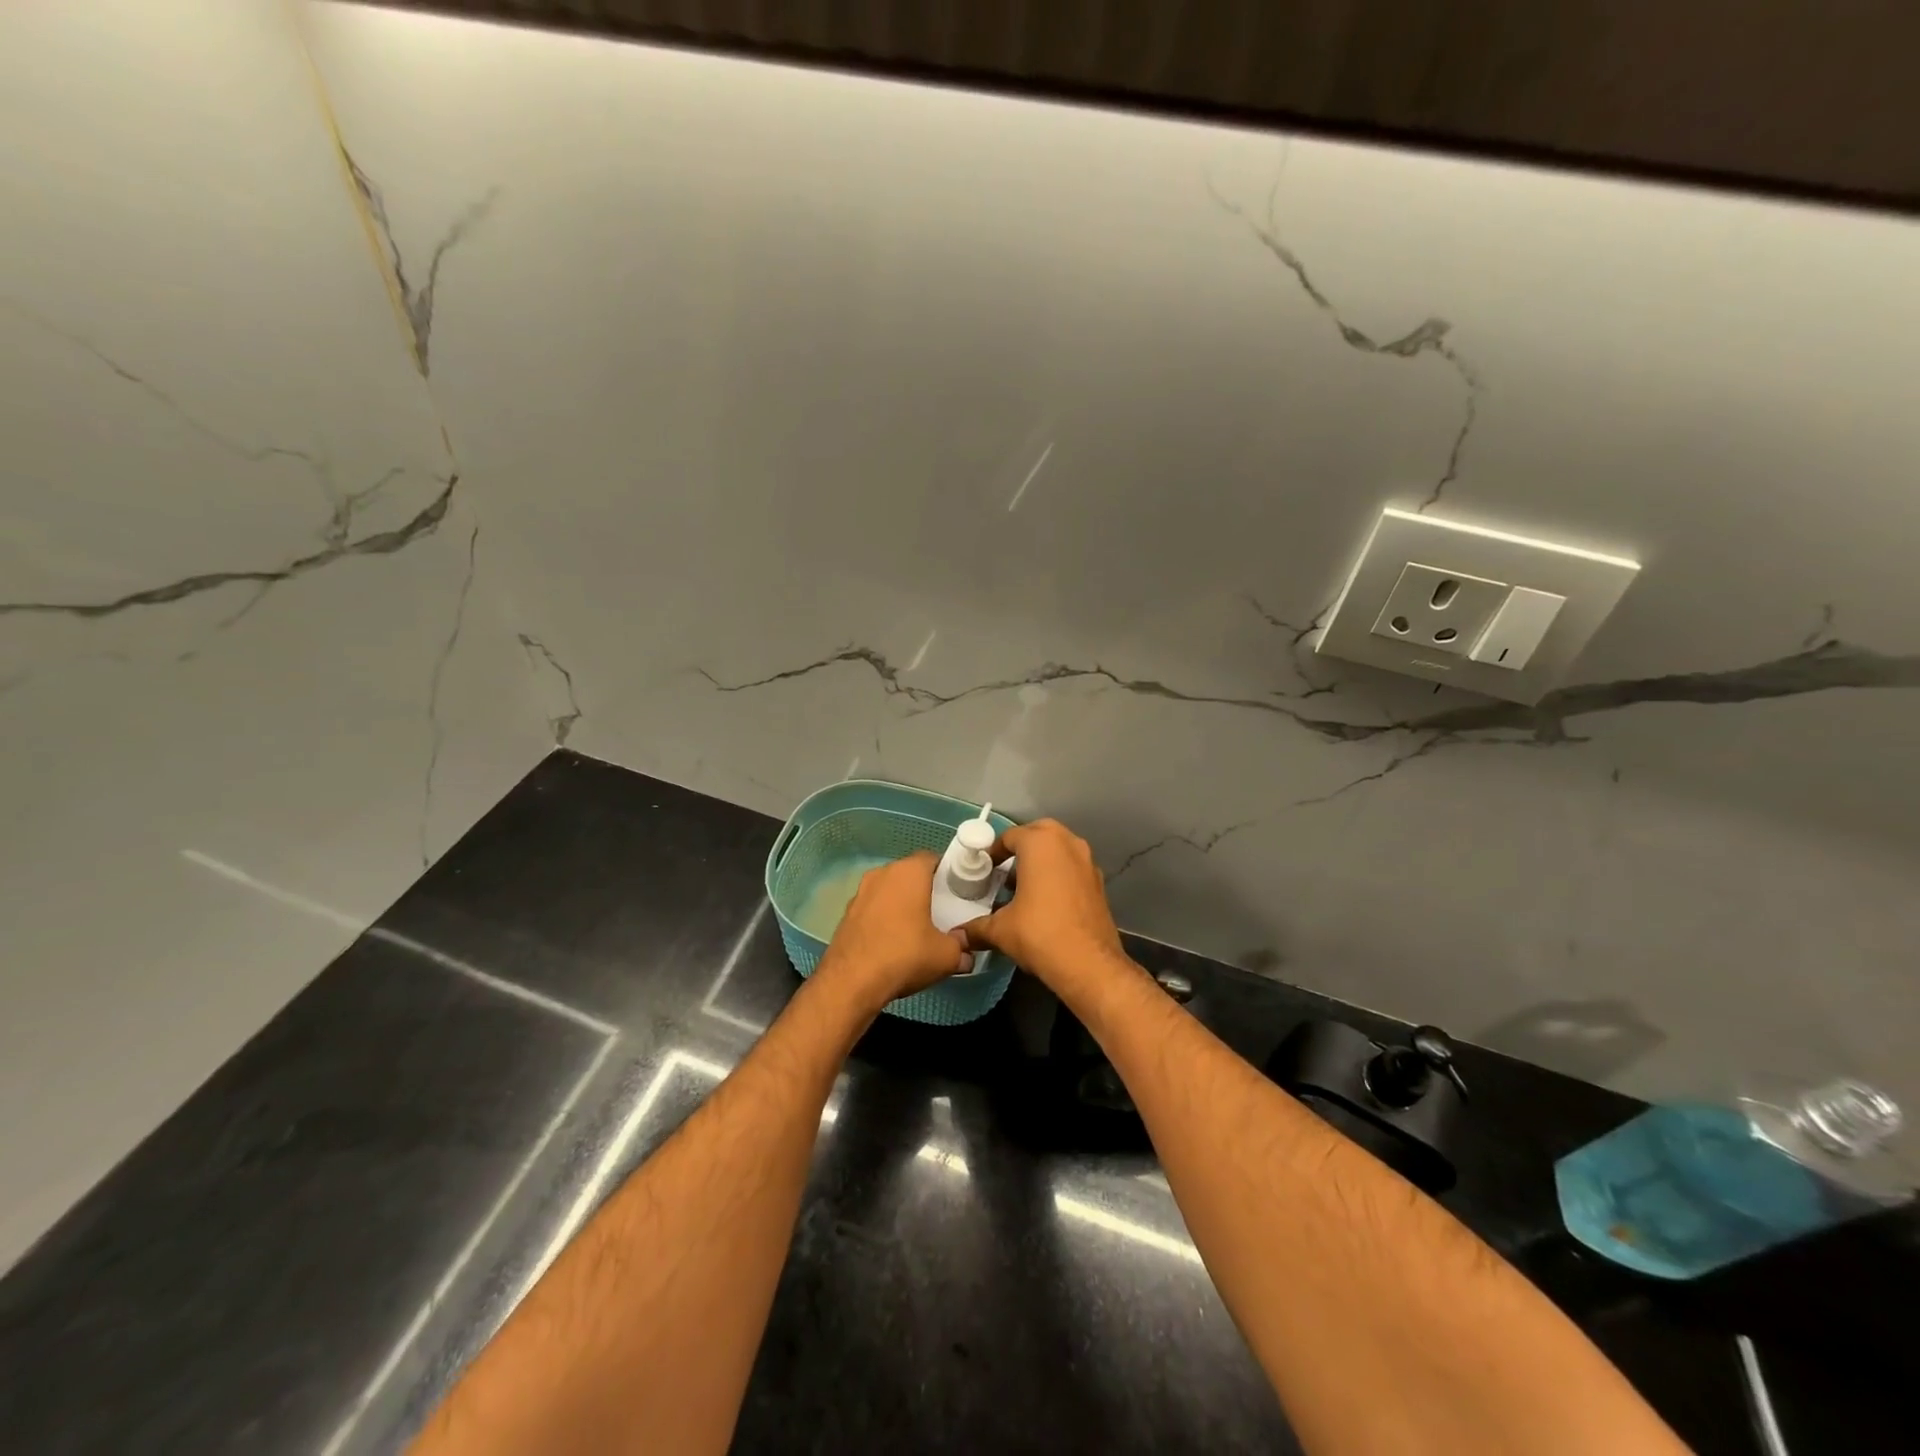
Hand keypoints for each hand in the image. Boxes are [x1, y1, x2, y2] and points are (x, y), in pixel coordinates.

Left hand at [818, 851, 970, 1010]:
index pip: (932, 859)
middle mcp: (882, 873)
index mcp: (908, 872)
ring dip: (902, 904)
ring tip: (916, 930)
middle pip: (910, 874)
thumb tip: (967, 952)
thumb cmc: (905, 955)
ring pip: (889, 891)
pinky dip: (883, 919)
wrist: (851, 982)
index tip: (957, 894)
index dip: (947, 873)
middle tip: (940, 913)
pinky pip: (873, 908)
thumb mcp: (946, 956)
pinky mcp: (846, 913)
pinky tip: (891, 942)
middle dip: (925, 889)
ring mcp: (860, 892)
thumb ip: (962, 948)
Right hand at [960, 820, 1127, 989]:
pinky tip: (1046, 902)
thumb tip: (958, 936)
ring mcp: (1087, 862)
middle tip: (1005, 869)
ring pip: (1060, 849)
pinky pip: (1073, 867)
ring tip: (1023, 887)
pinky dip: (1058, 874)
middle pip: (1039, 833)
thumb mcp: (1000, 930)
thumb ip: (976, 927)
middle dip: (1021, 847)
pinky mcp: (1099, 883)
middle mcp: (1068, 844)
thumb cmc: (1040, 934)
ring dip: (1042, 860)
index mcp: (1041, 843)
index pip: (1011, 836)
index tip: (984, 868)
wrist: (1090, 965)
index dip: (994, 851)